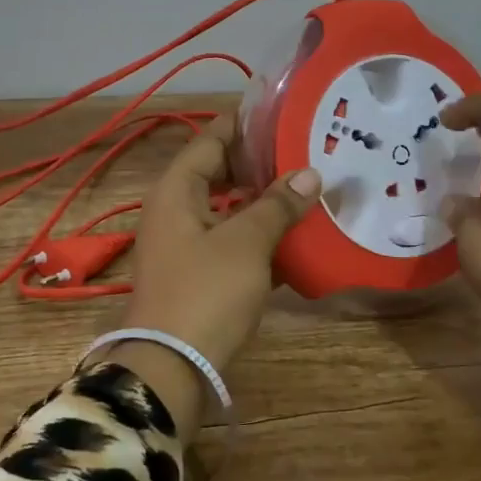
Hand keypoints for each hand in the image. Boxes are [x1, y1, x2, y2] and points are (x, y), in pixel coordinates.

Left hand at [124, 116, 321, 371]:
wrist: (171, 366)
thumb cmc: (206, 292)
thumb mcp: (245, 242)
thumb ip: (277, 205)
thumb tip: (309, 173)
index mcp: (177, 190)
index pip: (211, 139)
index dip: (245, 125)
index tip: (284, 114)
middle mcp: (175, 210)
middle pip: (219, 173)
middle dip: (260, 164)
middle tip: (305, 152)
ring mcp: (185, 244)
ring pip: (228, 210)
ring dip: (263, 202)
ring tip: (308, 190)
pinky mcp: (198, 275)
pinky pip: (231, 243)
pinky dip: (258, 238)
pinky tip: (296, 239)